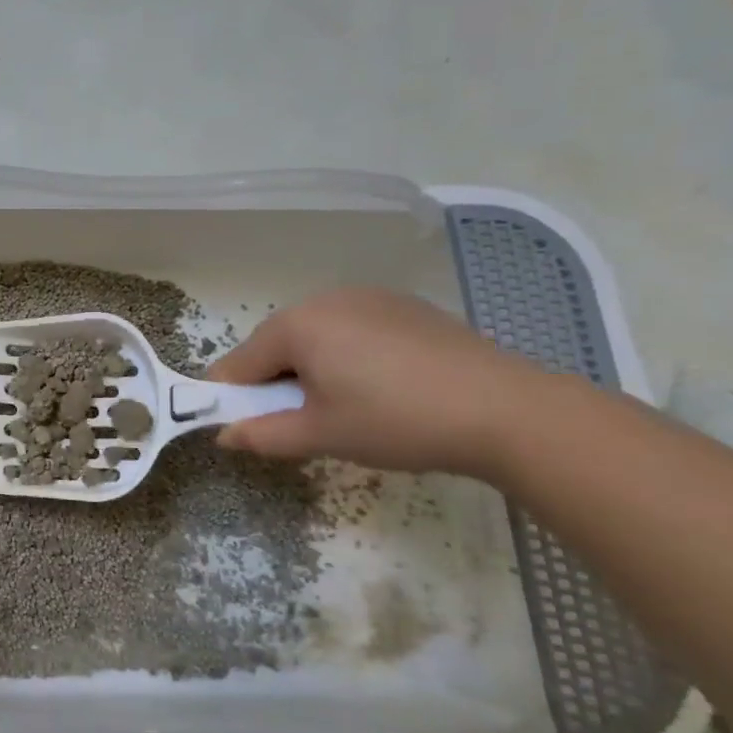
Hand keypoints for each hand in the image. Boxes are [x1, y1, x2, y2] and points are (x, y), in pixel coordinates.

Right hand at [208, 288, 545, 477]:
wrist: (508, 410)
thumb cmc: (395, 421)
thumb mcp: (320, 436)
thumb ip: (262, 434)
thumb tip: (224, 435)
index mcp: (295, 325)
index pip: (238, 363)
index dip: (231, 398)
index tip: (243, 428)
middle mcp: (324, 299)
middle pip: (275, 345)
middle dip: (275, 382)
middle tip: (302, 423)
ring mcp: (368, 297)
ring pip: (315, 337)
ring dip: (312, 369)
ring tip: (346, 407)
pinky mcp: (404, 307)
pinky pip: (352, 330)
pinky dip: (348, 356)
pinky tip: (382, 387)